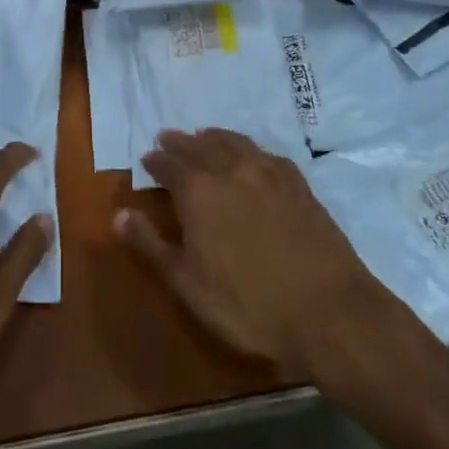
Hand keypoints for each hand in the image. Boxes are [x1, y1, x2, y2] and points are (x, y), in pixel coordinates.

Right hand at [118, 128, 391, 379]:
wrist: (329, 313)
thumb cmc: (248, 305)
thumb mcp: (187, 284)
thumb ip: (151, 245)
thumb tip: (119, 214)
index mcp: (199, 192)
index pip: (169, 166)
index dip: (156, 161)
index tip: (147, 158)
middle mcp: (231, 171)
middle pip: (200, 147)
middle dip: (180, 142)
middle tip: (168, 137)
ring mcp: (269, 175)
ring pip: (235, 144)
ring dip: (215, 137)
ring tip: (205, 135)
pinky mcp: (299, 186)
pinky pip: (267, 155)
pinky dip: (250, 148)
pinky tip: (252, 155)